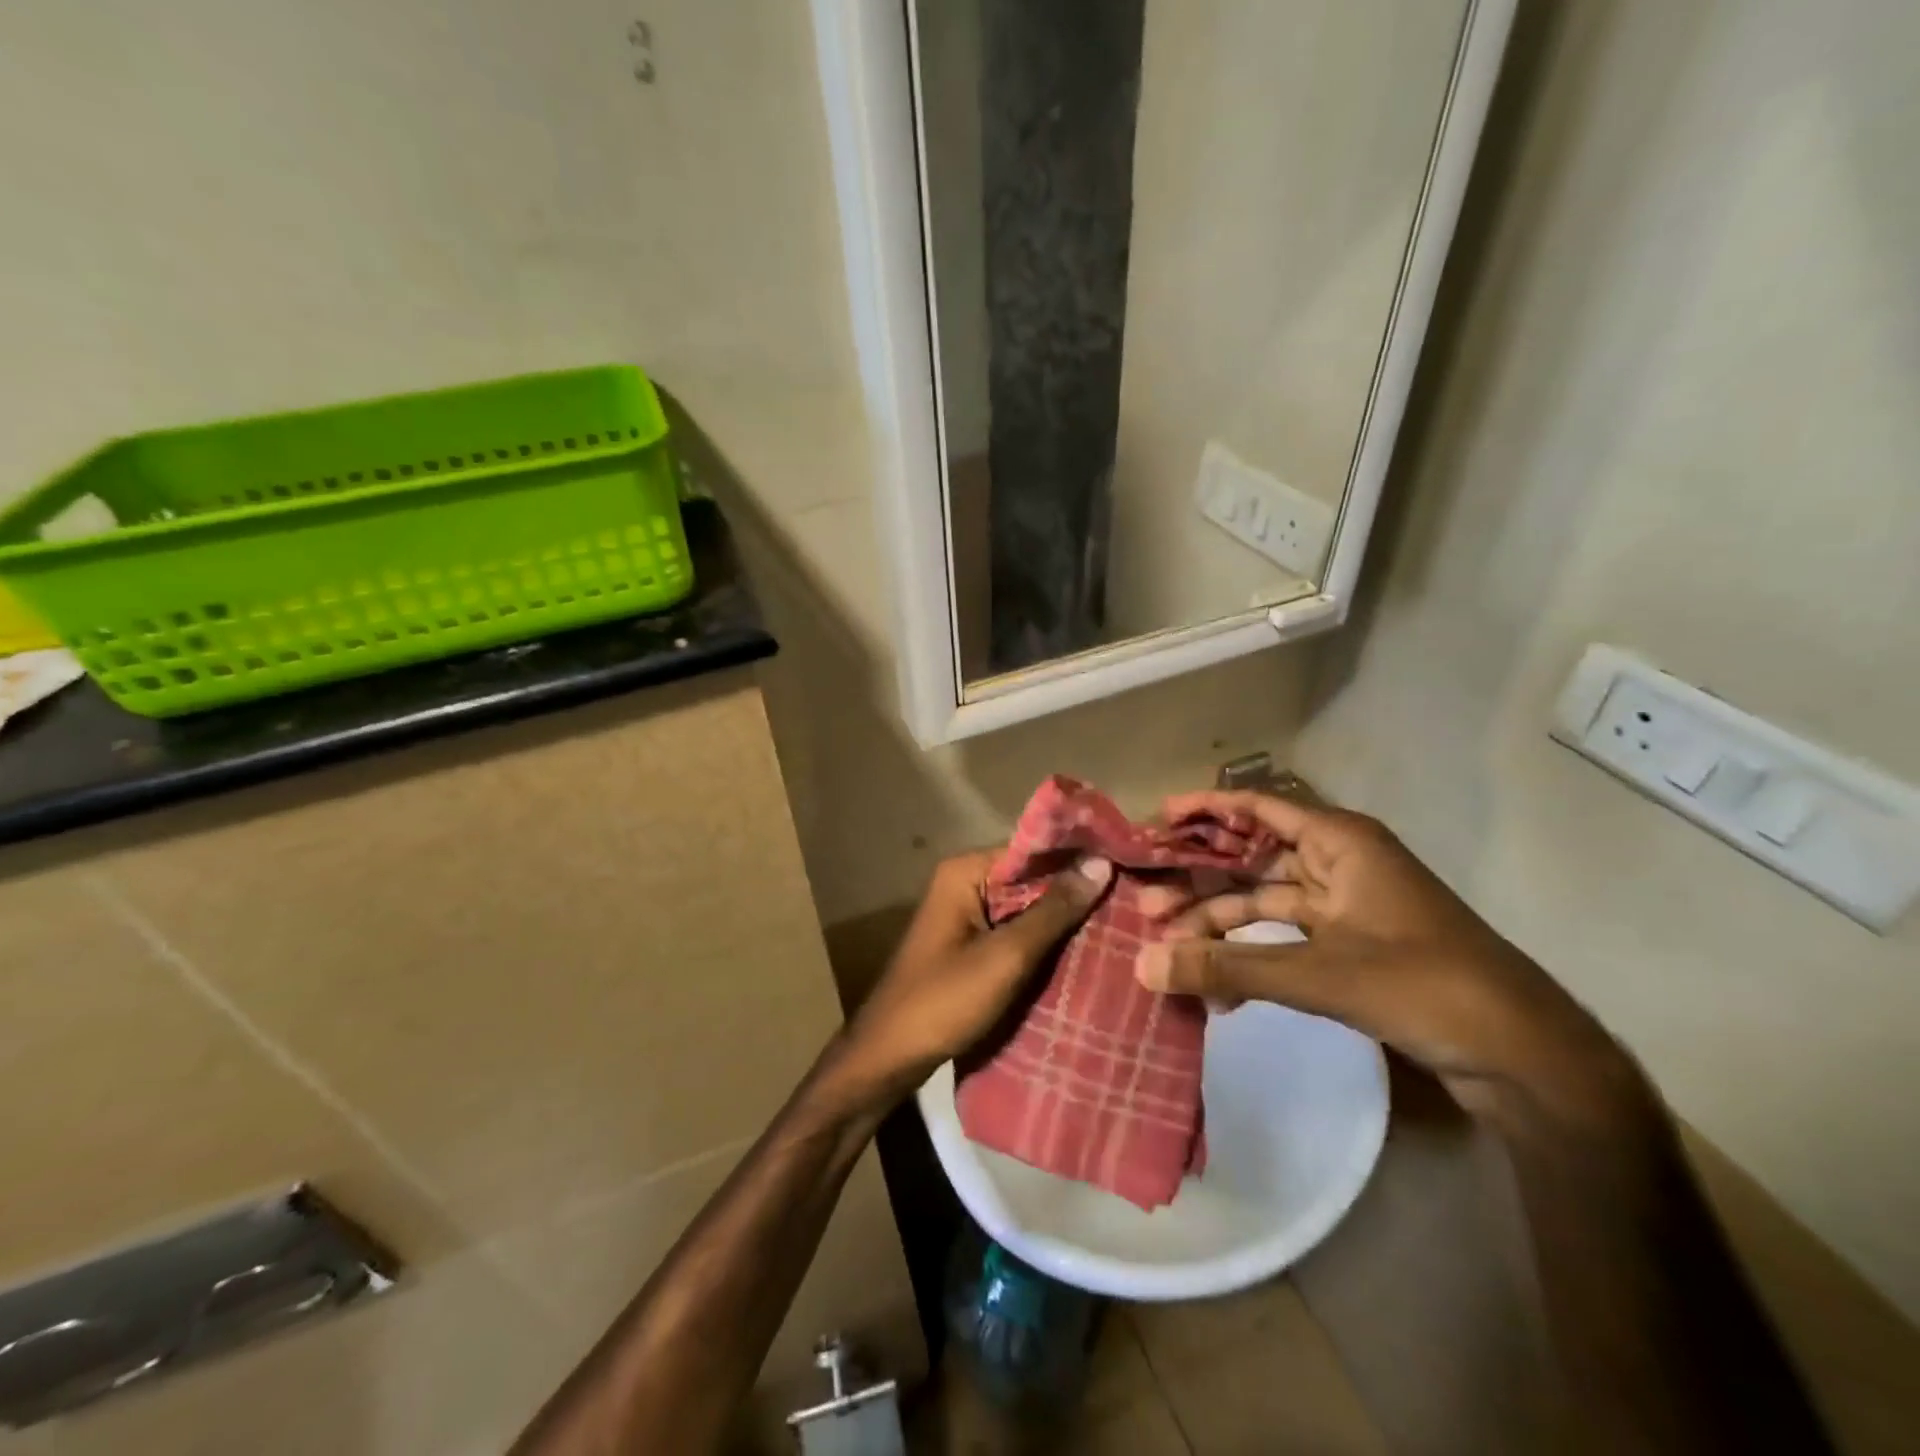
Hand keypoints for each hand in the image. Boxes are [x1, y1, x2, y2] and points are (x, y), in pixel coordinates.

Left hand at [832, 849, 1112, 1106]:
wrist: (889, 1057)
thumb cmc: (944, 1001)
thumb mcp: (1006, 956)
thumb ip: (1053, 910)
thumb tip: (1101, 863)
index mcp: (965, 872)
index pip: (1033, 851)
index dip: (1078, 859)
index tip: (1129, 867)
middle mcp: (964, 883)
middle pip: (1031, 878)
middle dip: (1075, 890)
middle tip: (1135, 899)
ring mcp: (966, 914)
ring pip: (1027, 907)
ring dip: (1064, 918)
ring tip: (1122, 921)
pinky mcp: (971, 944)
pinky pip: (1015, 931)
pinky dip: (1044, 939)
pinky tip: (1085, 949)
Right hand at [1135, 791, 1651, 1132]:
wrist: (1525, 1057)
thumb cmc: (1424, 985)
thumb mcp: (1317, 973)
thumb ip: (1226, 968)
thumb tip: (1143, 967)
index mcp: (1340, 843)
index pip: (1257, 808)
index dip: (1205, 810)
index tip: (1156, 821)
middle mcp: (1339, 865)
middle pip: (1251, 860)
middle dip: (1198, 883)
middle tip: (1145, 905)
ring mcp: (1346, 909)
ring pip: (1263, 904)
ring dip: (1218, 927)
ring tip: (1166, 950)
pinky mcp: (1351, 950)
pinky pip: (1284, 941)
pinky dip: (1250, 960)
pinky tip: (1218, 993)